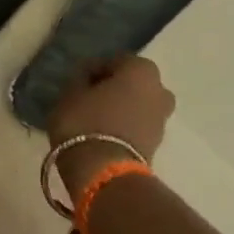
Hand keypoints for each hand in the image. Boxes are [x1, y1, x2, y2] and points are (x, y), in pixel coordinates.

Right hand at [47, 56, 175, 197]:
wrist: (104, 171)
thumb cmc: (85, 122)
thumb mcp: (70, 94)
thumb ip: (80, 78)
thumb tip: (87, 76)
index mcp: (142, 69)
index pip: (114, 61)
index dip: (94, 70)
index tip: (77, 82)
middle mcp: (160, 89)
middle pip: (131, 83)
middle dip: (113, 89)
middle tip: (88, 100)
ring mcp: (162, 118)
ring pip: (137, 105)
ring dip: (120, 109)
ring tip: (94, 120)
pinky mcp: (158, 144)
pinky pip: (137, 126)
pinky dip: (124, 126)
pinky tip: (103, 134)